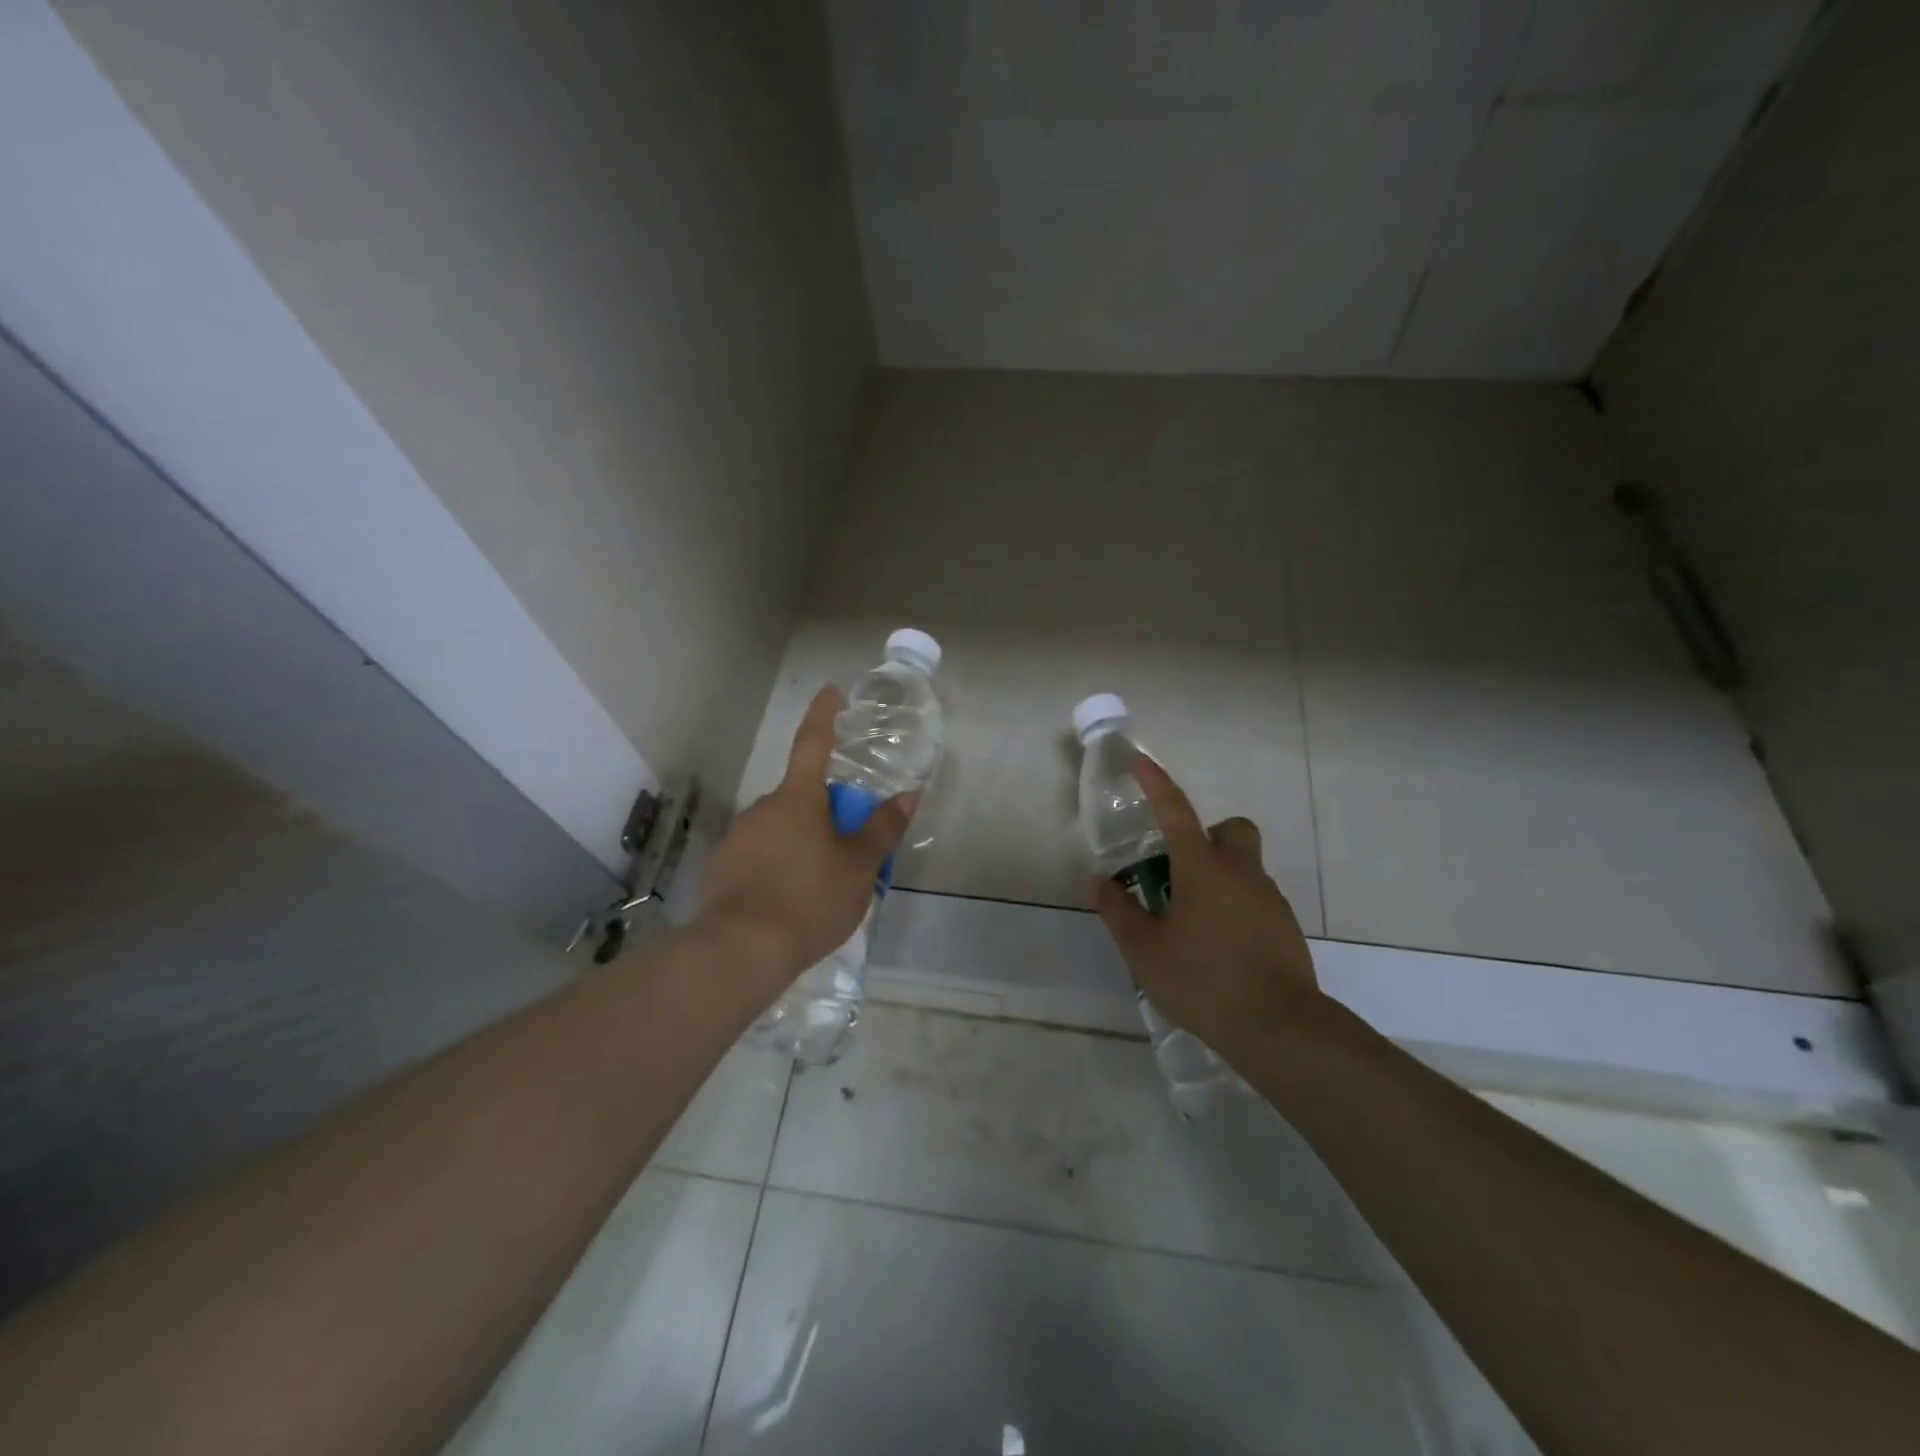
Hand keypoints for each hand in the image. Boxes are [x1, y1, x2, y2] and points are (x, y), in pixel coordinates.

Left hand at [693, 686, 915, 987]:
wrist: (739, 951)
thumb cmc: (809, 900)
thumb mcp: (859, 868)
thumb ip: (882, 829)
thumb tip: (908, 794)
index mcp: (797, 799)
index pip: (813, 744)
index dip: (824, 716)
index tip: (830, 691)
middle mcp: (762, 809)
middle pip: (800, 798)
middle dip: (823, 812)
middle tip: (848, 847)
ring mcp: (737, 839)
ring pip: (779, 830)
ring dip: (801, 843)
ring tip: (822, 886)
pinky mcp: (722, 870)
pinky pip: (760, 857)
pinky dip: (778, 867)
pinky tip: (790, 902)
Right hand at [1093, 754, 1327, 1064]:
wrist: (1279, 1028)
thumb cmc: (1203, 980)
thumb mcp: (1145, 950)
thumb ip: (1118, 911)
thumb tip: (1098, 882)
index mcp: (1202, 868)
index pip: (1175, 810)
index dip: (1155, 782)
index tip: (1139, 760)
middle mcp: (1240, 872)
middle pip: (1230, 830)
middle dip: (1206, 836)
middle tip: (1180, 872)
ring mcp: (1268, 899)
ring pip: (1243, 868)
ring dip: (1218, 879)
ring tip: (1191, 925)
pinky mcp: (1285, 927)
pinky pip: (1255, 899)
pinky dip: (1234, 908)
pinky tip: (1218, 948)